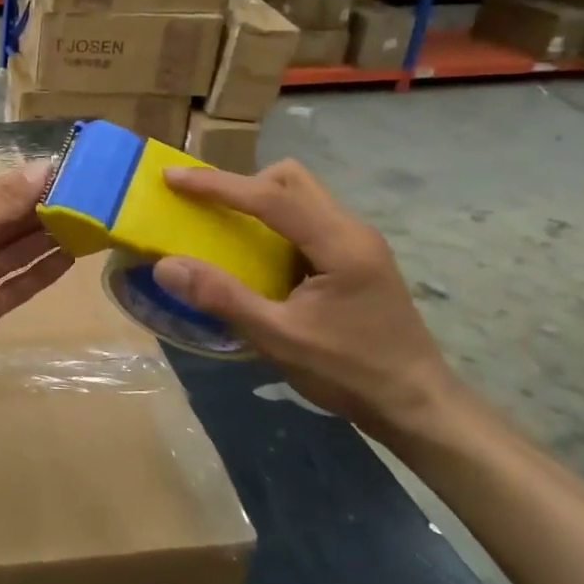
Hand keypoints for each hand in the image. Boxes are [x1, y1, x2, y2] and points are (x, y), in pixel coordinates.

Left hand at [0, 160, 72, 376]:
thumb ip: (7, 196)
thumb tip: (47, 166)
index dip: (27, 183)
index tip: (66, 173)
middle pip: (8, 222)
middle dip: (41, 210)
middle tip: (84, 199)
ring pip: (16, 252)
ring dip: (45, 239)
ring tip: (84, 225)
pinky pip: (19, 284)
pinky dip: (43, 272)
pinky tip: (70, 258)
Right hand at [152, 160, 456, 435]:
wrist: (417, 406)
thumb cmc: (350, 373)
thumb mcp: (279, 339)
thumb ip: (223, 298)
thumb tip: (165, 266)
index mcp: (339, 244)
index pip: (271, 196)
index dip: (218, 184)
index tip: (173, 178)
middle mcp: (352, 230)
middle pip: (290, 180)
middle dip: (242, 183)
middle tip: (204, 205)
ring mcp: (358, 242)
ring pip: (301, 195)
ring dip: (259, 200)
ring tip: (225, 226)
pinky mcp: (356, 256)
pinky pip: (307, 218)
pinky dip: (275, 222)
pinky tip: (260, 255)